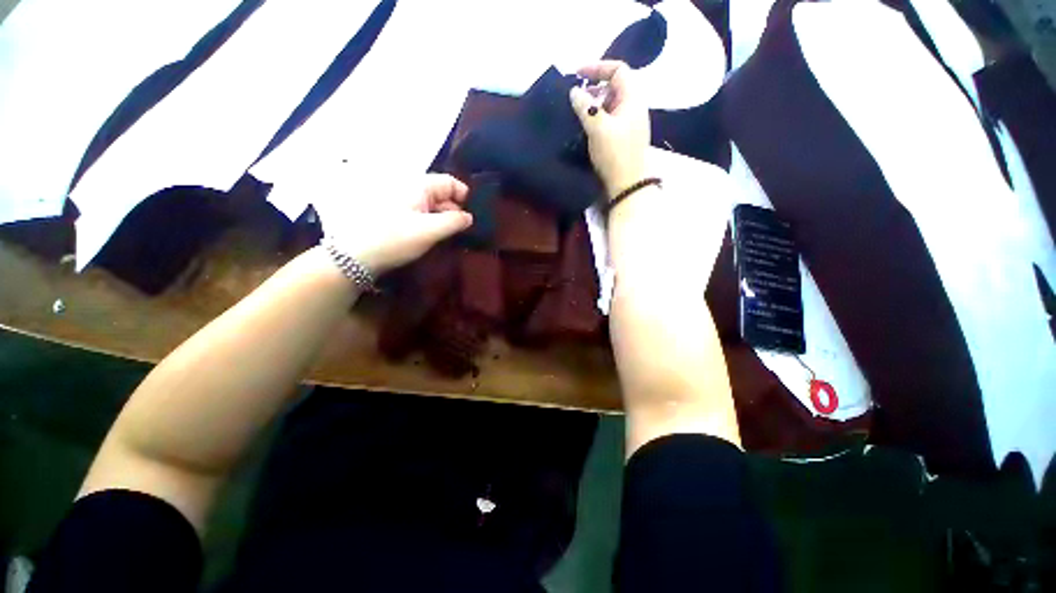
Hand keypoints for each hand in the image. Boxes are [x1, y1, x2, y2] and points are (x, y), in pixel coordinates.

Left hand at [320, 174, 472, 274]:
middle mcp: (411, 190)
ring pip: (433, 207)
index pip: (450, 182)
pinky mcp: (399, 217)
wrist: (356, 257)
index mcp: (418, 185)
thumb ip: (454, 222)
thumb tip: (470, 217)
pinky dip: (434, 225)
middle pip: (442, 195)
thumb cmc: (395, 239)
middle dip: (456, 211)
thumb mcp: (429, 231)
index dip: (465, 197)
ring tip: (455, 238)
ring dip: (445, 220)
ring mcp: (404, 204)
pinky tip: (438, 239)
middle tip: (467, 232)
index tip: (474, 217)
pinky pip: (423, 216)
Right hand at [569, 61, 650, 198]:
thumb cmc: (615, 154)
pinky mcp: (624, 136)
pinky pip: (610, 118)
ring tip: (577, 113)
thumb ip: (585, 107)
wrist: (627, 186)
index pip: (618, 69)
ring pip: (611, 103)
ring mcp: (630, 123)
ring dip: (594, 103)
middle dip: (594, 87)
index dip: (597, 67)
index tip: (577, 74)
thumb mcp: (598, 129)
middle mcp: (634, 106)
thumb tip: (574, 91)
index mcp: (633, 98)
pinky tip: (586, 127)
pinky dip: (598, 117)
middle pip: (614, 86)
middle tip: (575, 97)